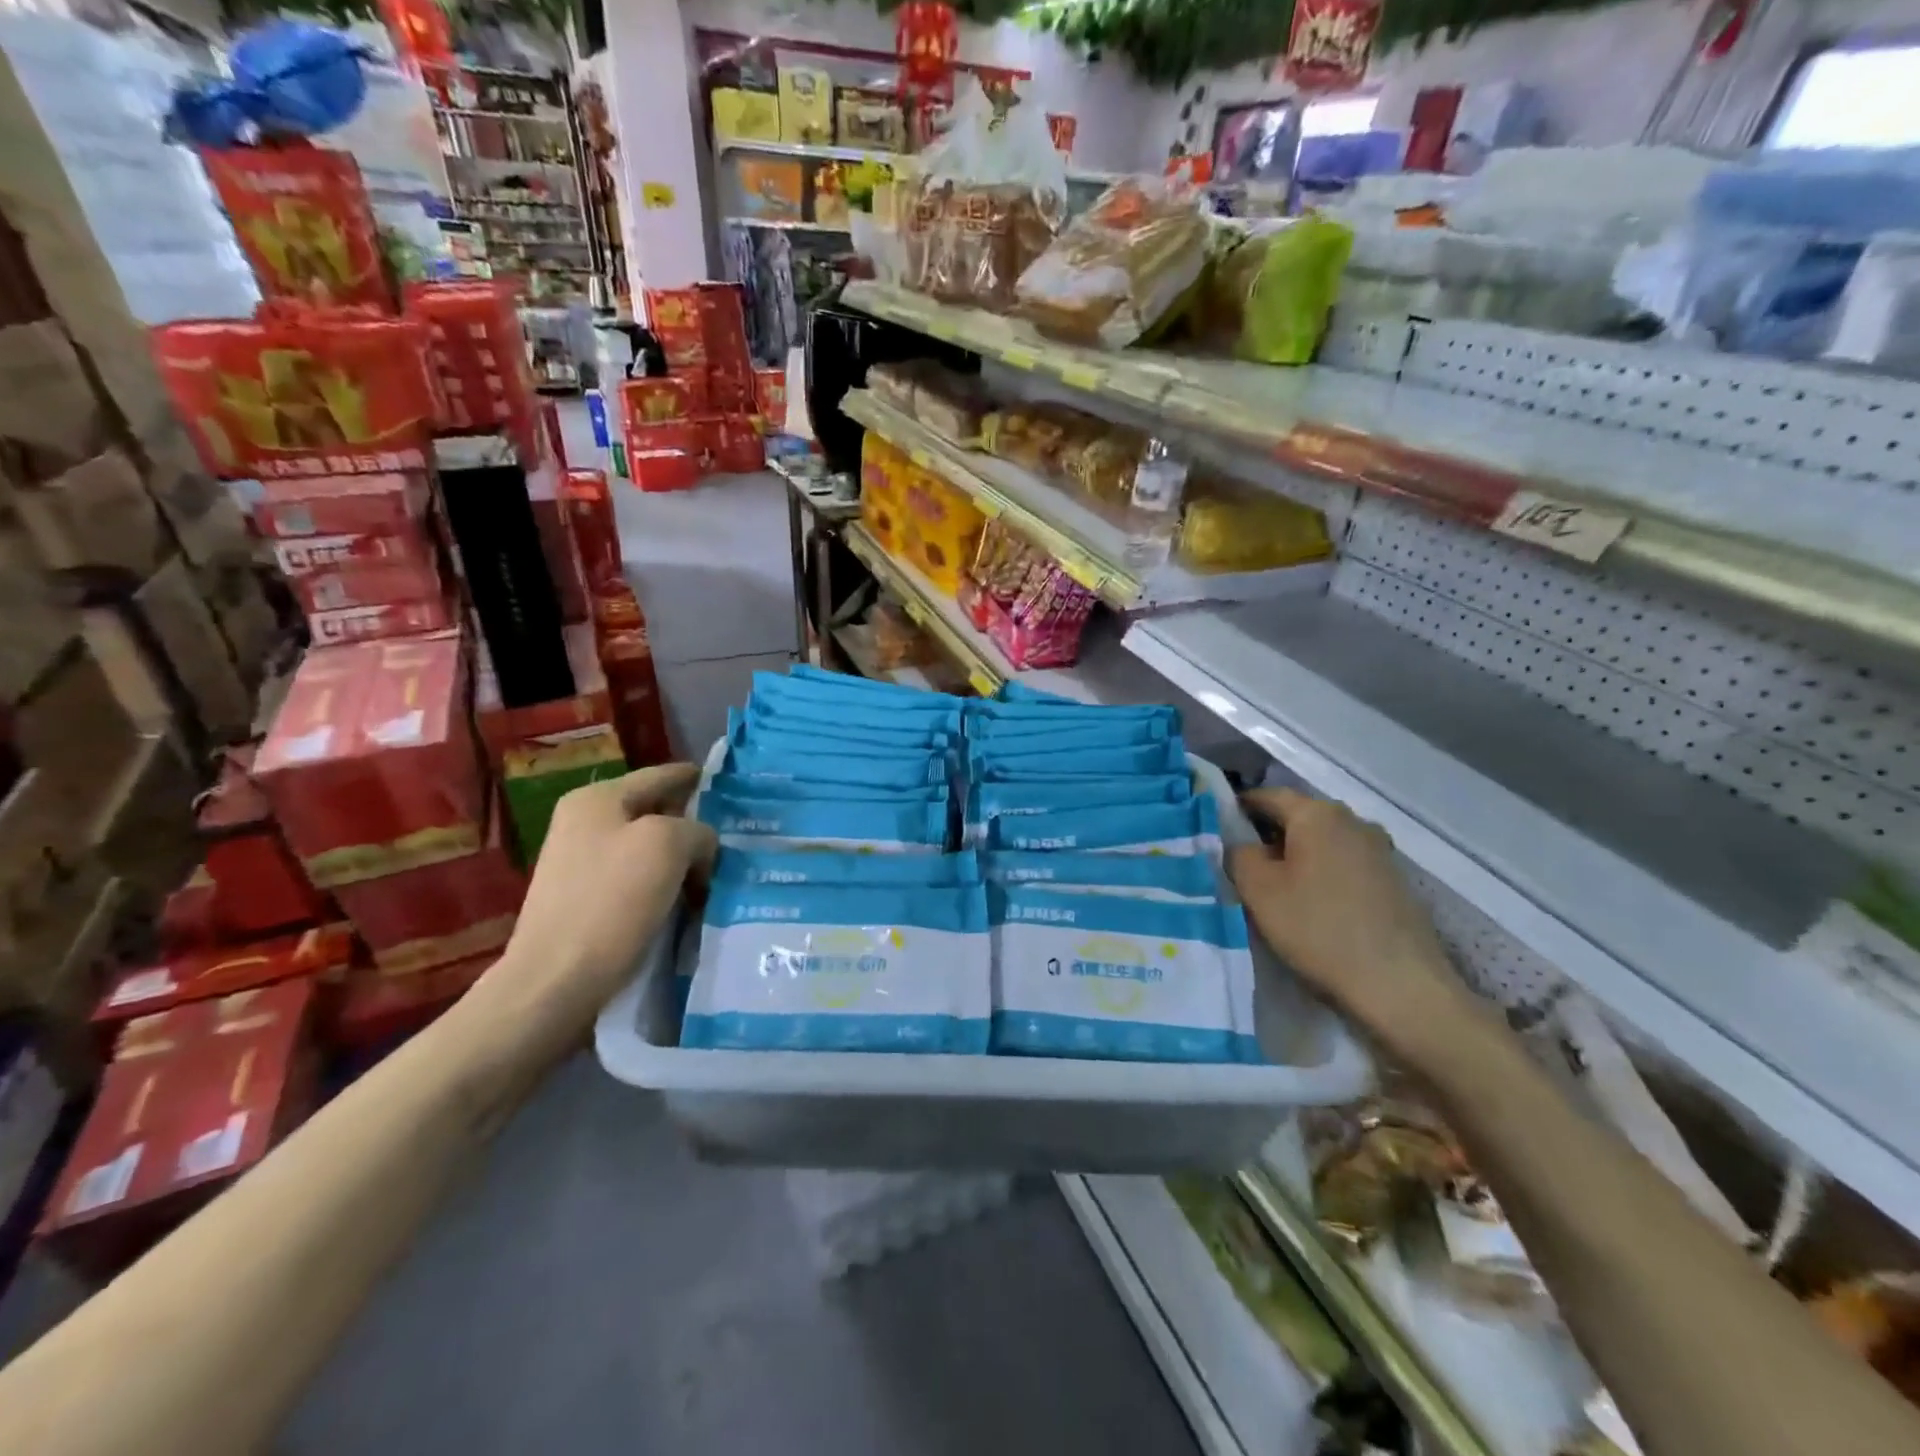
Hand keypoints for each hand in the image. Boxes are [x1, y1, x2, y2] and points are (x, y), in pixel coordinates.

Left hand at [473, 764, 716, 1045]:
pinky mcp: (585, 900)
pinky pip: (636, 879)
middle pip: (655, 812)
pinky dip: (664, 884)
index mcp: (597, 799)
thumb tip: (701, 847)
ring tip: (717, 874)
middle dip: (693, 824)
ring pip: (648, 848)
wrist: (555, 981)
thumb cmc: (612, 901)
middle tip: (735, 838)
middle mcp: (584, 823)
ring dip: (682, 859)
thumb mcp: (668, 845)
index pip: (661, 775)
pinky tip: (687, 900)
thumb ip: (696, 830)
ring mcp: (580, 863)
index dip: (696, 778)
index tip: (731, 786)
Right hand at [1229, 788, 1470, 1059]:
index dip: (1236, 809)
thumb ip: (1238, 855)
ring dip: (1296, 858)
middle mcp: (1353, 821)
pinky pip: (1344, 865)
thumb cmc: (1318, 929)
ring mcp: (1379, 851)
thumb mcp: (1258, 890)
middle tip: (1240, 865)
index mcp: (1318, 814)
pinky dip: (1321, 875)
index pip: (1266, 796)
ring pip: (1321, 843)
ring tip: (1274, 890)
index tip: (1215, 830)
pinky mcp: (1394, 882)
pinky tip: (1312, 906)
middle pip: (1297, 818)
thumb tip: (1241, 845)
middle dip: (1266, 836)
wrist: (1400, 986)